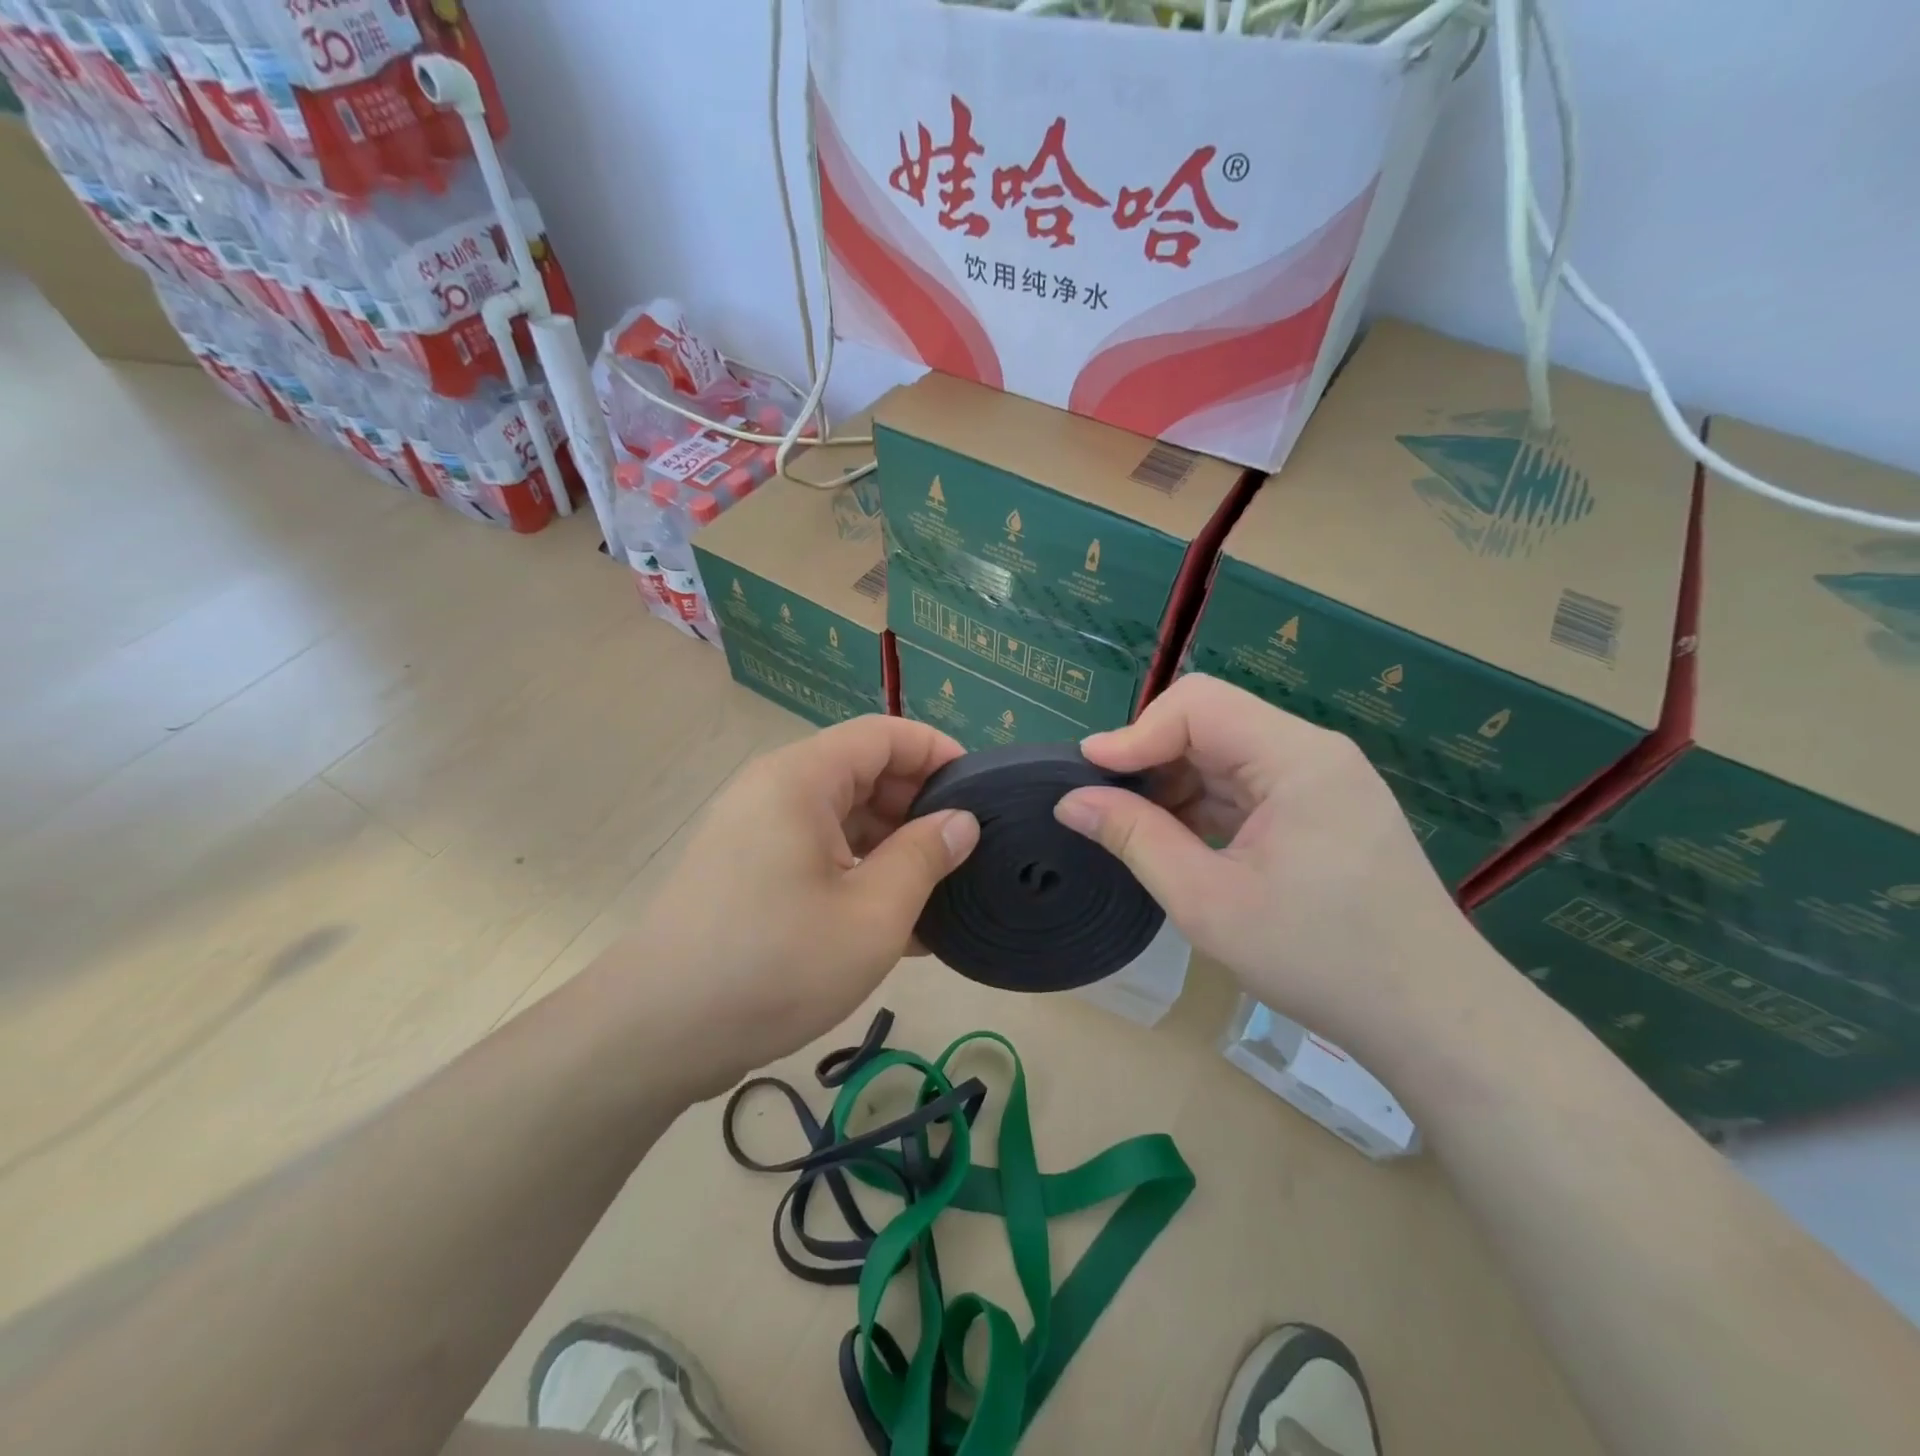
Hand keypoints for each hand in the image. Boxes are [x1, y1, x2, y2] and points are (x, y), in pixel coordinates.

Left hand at [629, 716, 978, 1091]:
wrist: (657, 1033)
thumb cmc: (775, 964)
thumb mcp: (872, 915)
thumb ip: (925, 857)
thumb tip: (962, 822)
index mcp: (802, 779)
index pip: (884, 735)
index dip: (938, 752)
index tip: (982, 791)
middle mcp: (775, 791)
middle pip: (863, 772)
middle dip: (918, 807)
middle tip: (965, 853)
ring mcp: (757, 832)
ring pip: (843, 818)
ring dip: (892, 848)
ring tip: (937, 895)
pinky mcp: (749, 872)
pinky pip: (818, 853)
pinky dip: (858, 874)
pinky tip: (894, 924)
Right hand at [1053, 675, 1494, 1055]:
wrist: (1431, 1019)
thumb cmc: (1319, 959)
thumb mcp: (1207, 901)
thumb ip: (1135, 839)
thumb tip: (1071, 800)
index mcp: (1297, 758)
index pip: (1198, 705)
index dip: (1136, 732)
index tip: (1087, 773)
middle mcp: (1314, 753)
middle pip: (1213, 722)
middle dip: (1152, 758)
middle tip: (1106, 806)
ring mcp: (1324, 780)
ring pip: (1227, 753)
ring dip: (1176, 783)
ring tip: (1137, 830)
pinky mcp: (1325, 809)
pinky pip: (1250, 784)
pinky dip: (1206, 804)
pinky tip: (1182, 841)